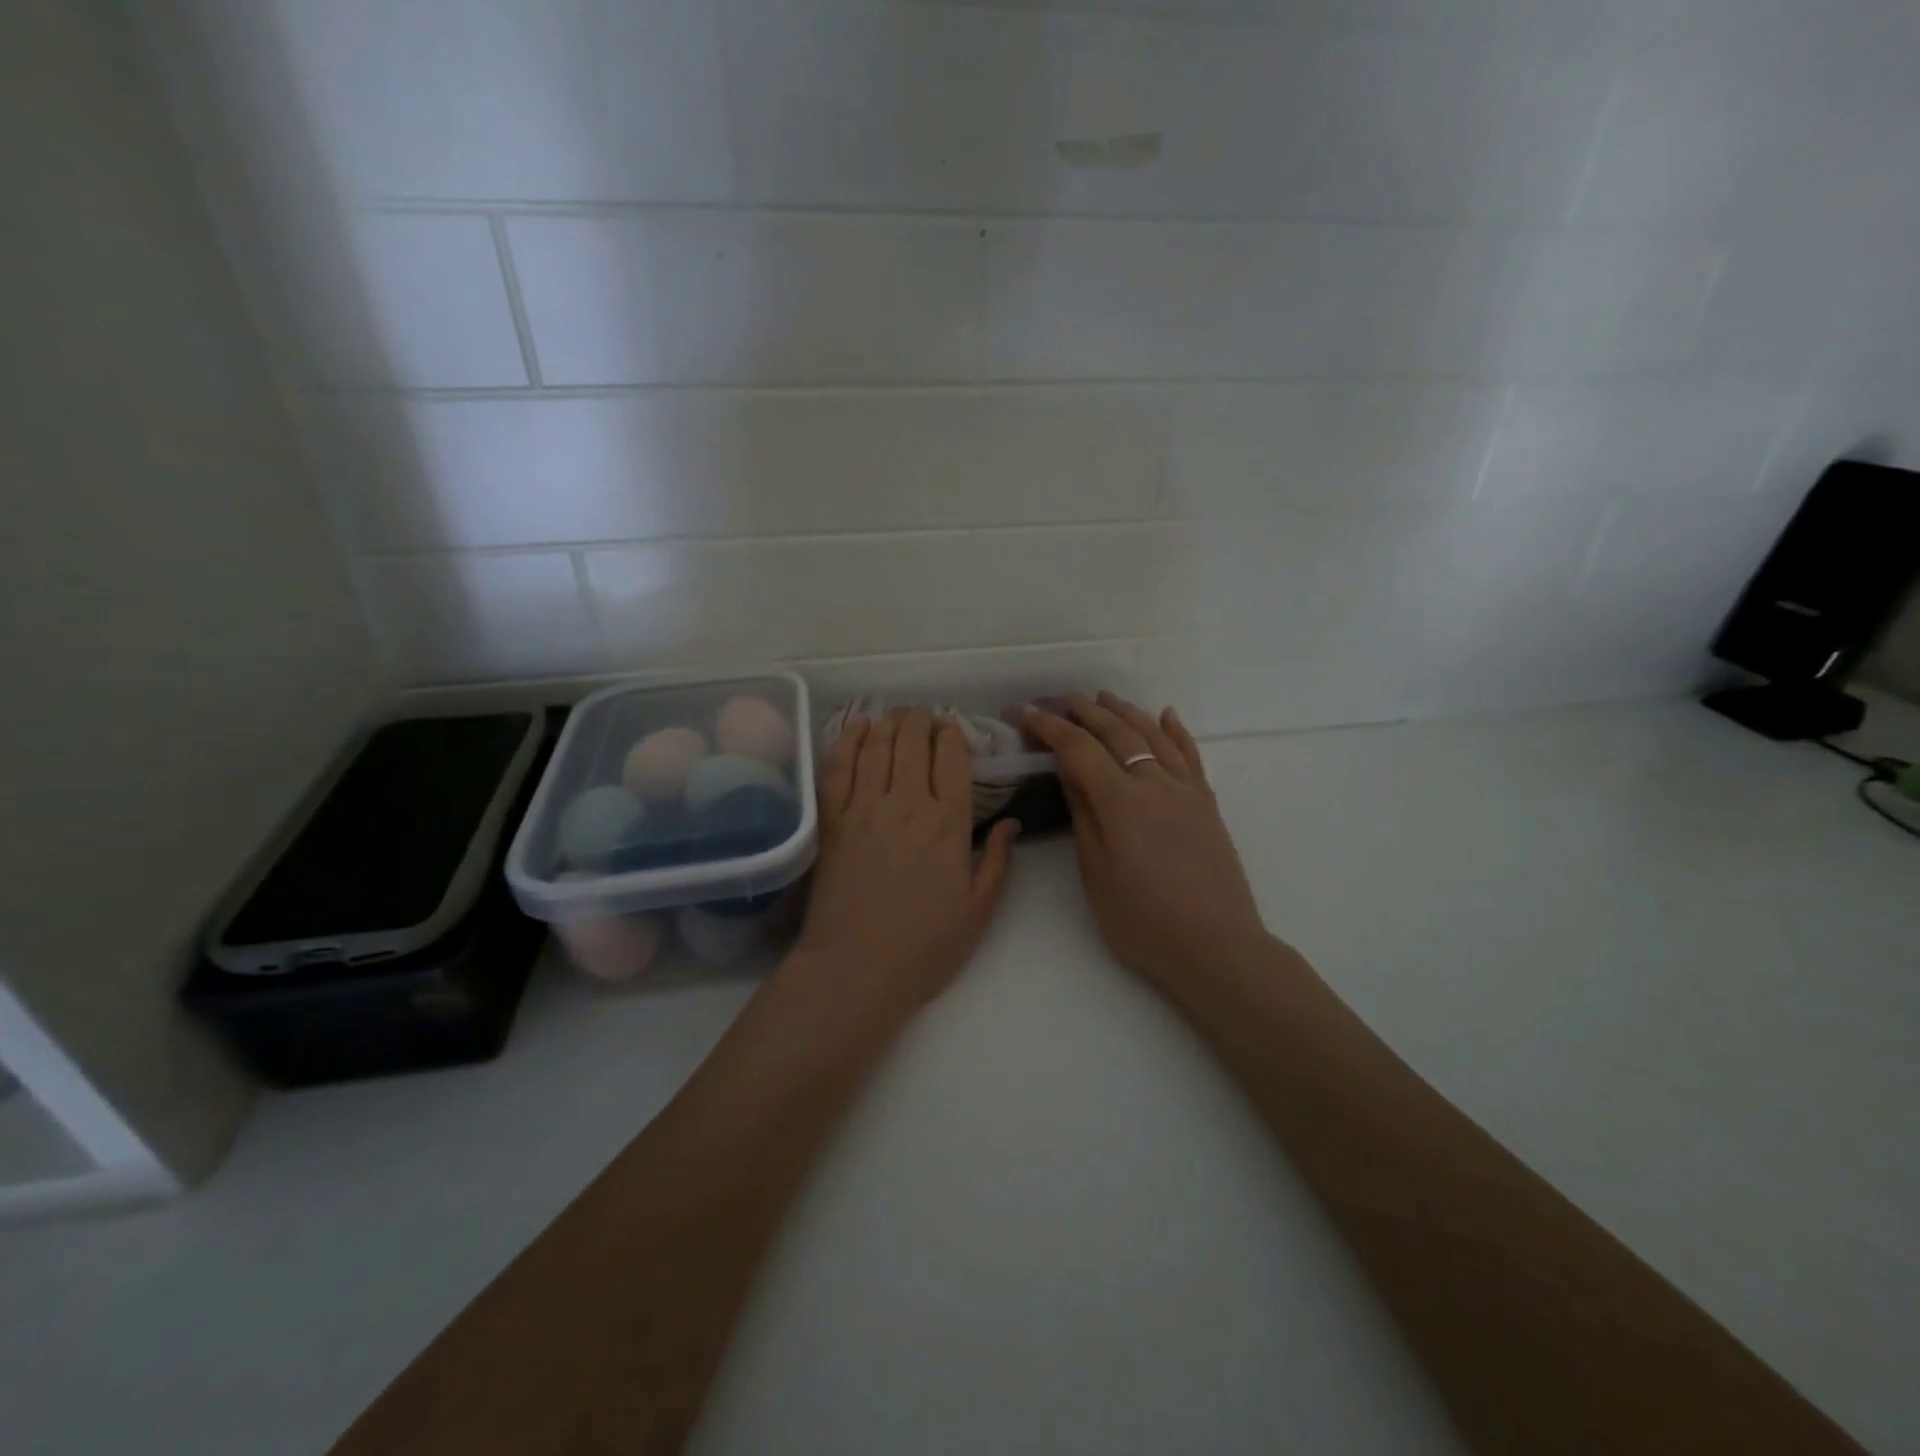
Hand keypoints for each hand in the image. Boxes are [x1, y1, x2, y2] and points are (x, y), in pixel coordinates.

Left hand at [791, 708, 1017, 1016]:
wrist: (855, 969)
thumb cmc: (924, 947)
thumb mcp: (978, 911)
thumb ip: (998, 862)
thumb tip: (1012, 823)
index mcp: (948, 823)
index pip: (952, 759)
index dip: (952, 736)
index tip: (952, 730)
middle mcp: (907, 803)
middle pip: (913, 742)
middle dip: (921, 722)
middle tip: (924, 718)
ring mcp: (865, 808)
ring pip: (878, 747)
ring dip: (889, 724)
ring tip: (897, 715)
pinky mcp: (832, 821)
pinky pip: (838, 767)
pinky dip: (849, 741)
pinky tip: (858, 728)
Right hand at [1023, 693, 1270, 995]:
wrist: (1216, 946)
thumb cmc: (1143, 919)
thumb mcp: (1096, 872)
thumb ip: (1083, 815)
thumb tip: (1069, 771)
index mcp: (1120, 801)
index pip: (1079, 749)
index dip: (1051, 727)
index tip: (1027, 712)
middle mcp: (1155, 783)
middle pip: (1117, 733)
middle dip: (1086, 711)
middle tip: (1062, 699)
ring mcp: (1186, 790)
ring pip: (1154, 735)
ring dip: (1127, 712)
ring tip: (1105, 698)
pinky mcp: (1207, 803)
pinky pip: (1191, 754)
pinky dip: (1176, 730)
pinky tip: (1167, 714)